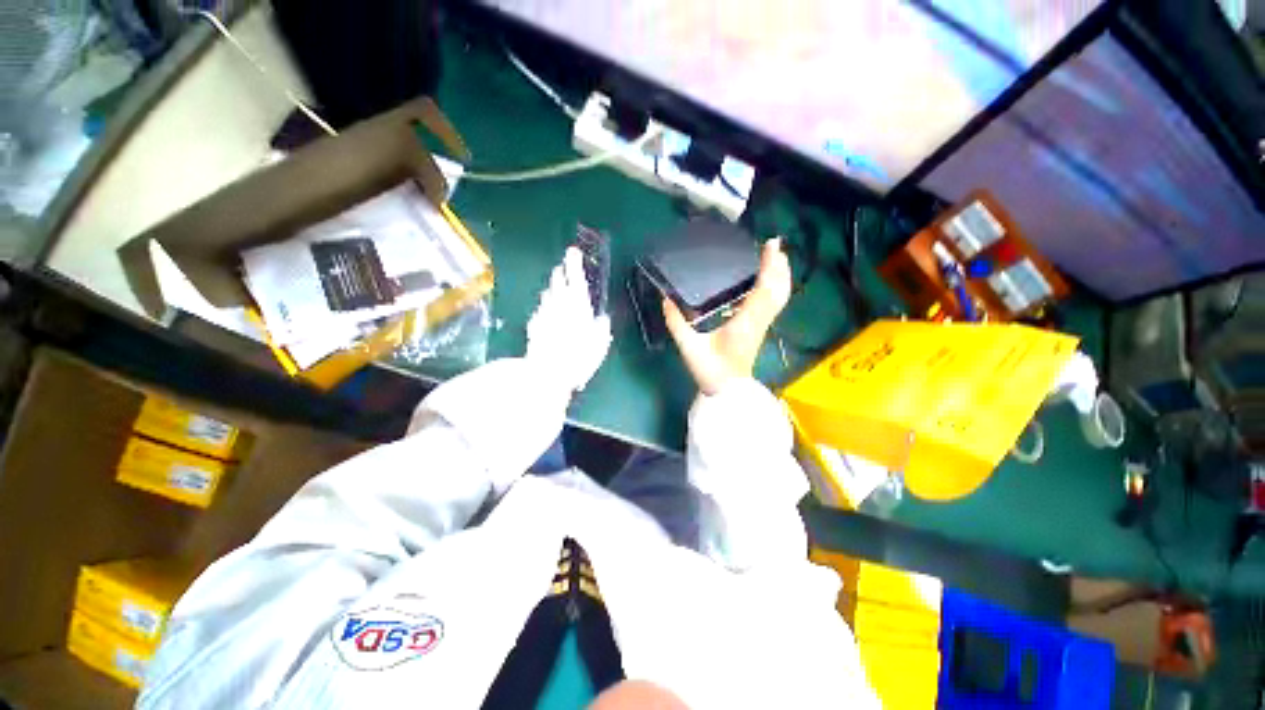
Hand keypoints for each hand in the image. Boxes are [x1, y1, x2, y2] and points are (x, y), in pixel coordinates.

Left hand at [526, 247, 612, 392]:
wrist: (546, 373)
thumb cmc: (578, 357)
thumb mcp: (599, 343)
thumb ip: (601, 327)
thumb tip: (602, 319)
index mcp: (578, 304)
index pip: (575, 276)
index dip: (574, 262)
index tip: (573, 251)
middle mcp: (558, 304)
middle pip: (557, 281)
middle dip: (561, 272)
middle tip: (564, 269)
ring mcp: (543, 313)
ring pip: (547, 294)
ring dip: (553, 289)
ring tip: (557, 290)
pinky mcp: (533, 325)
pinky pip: (541, 311)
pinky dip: (546, 309)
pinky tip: (548, 316)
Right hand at [663, 238, 791, 395]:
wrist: (727, 391)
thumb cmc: (710, 370)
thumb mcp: (689, 346)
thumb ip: (676, 322)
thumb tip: (666, 299)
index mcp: (744, 322)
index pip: (763, 289)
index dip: (769, 266)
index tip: (771, 245)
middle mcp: (758, 321)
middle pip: (778, 290)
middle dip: (780, 266)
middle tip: (775, 246)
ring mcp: (762, 326)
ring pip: (779, 298)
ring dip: (780, 276)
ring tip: (775, 258)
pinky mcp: (759, 330)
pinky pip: (773, 305)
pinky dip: (774, 289)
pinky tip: (765, 282)